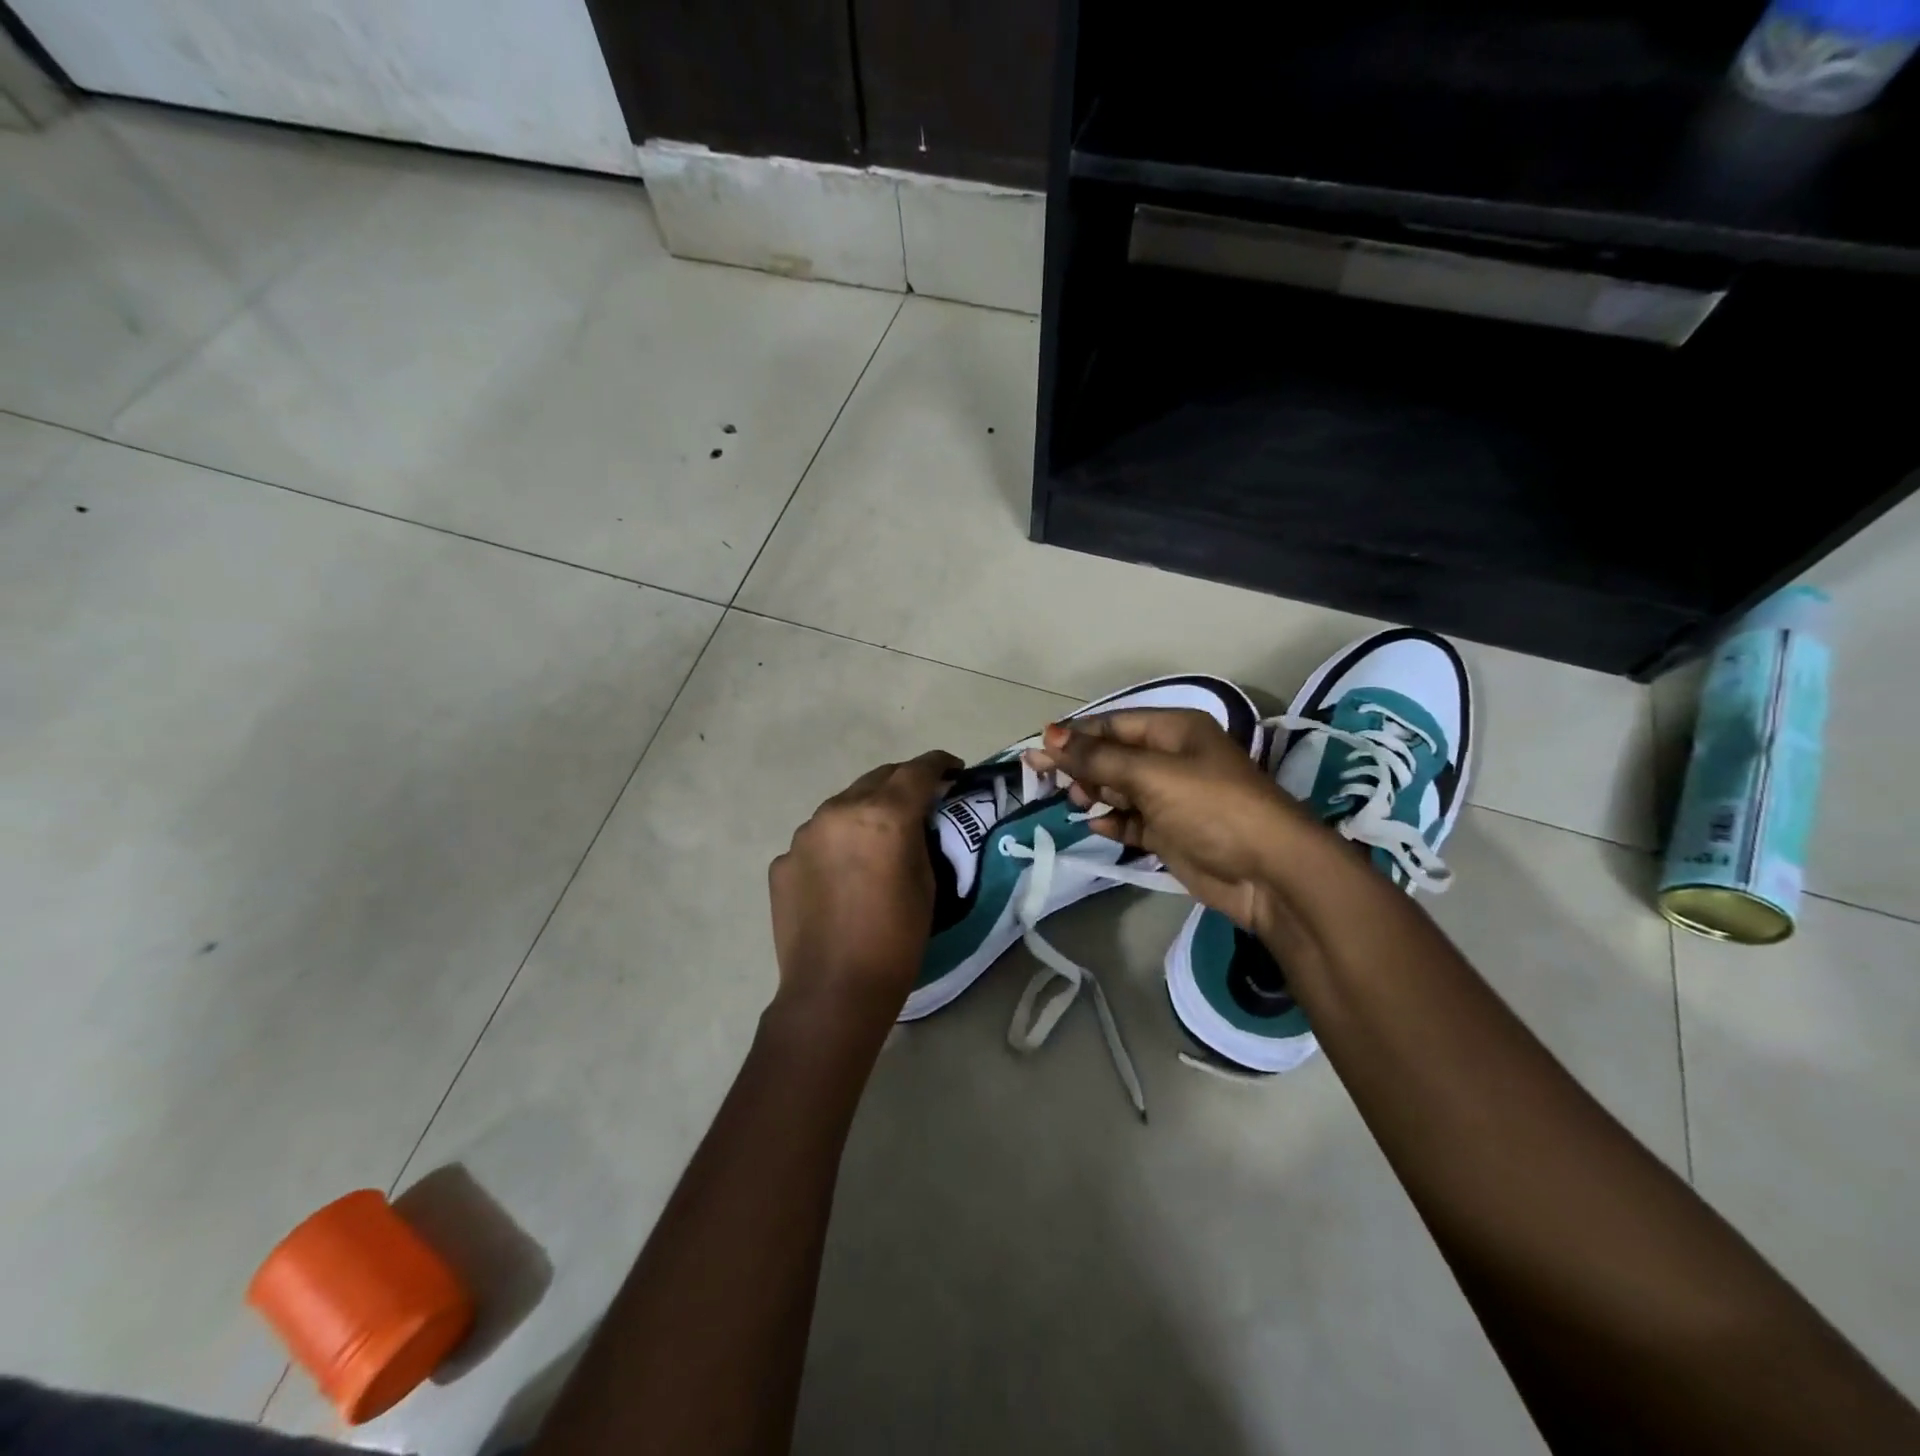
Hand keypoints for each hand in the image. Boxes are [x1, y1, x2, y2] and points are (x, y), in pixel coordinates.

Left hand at [768, 750, 961, 1023]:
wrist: (833, 990)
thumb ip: (919, 837)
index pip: (917, 771)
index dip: (939, 763)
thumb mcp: (926, 882)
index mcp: (882, 815)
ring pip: (842, 805)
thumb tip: (913, 820)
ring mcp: (804, 835)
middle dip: (902, 782)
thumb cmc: (895, 939)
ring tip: (878, 835)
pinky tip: (843, 872)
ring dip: (865, 810)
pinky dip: (836, 843)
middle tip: (920, 798)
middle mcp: (838, 811)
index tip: (953, 768)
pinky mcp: (783, 860)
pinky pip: (817, 839)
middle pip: (877, 778)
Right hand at [1025, 710, 1312, 931]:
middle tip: (1046, 780)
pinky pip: (1132, 820)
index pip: (1112, 724)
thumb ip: (1098, 758)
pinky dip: (1114, 821)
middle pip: (1113, 755)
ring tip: (1078, 803)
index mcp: (1174, 730)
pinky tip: (1098, 827)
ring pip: (1120, 787)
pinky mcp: (1172, 832)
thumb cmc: (1211, 807)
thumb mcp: (1151, 775)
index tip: (1037, 751)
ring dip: (1096, 793)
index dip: (1074, 736)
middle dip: (1081, 765)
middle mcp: (1172, 758)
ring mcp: (1173, 797)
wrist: (1268, 871)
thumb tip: (1050, 737)